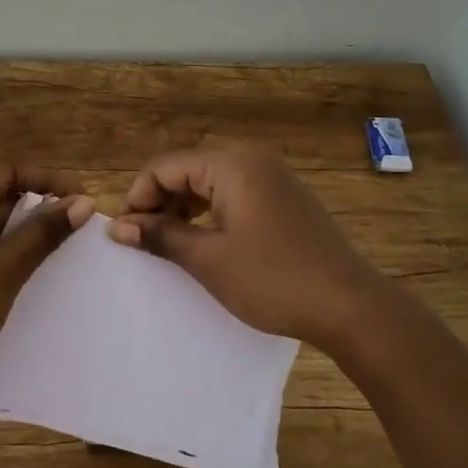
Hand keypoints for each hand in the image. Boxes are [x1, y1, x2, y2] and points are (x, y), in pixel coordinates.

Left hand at [0, 165, 94, 420]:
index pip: (7, 173)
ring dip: (15, 238)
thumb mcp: (3, 272)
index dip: (49, 183)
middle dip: (33, 214)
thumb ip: (43, 232)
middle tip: (75, 235)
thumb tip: (82, 202)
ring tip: (53, 258)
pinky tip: (15, 280)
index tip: (84, 201)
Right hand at [108, 148, 383, 353]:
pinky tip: (205, 243)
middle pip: (188, 171)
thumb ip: (161, 236)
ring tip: (169, 245)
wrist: (350, 306)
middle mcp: (252, 161)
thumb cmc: (272, 280)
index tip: (122, 234)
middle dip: (160, 203)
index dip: (137, 197)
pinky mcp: (285, 201)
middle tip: (142, 242)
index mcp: (231, 165)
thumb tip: (117, 227)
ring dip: (183, 210)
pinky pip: (234, 197)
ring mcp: (273, 180)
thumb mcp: (208, 260)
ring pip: (210, 185)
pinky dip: (211, 215)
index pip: (165, 167)